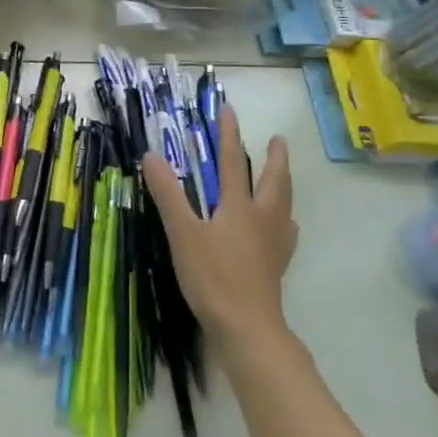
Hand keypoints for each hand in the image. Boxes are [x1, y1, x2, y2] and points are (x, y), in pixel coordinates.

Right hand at [141, 109, 298, 368]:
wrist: (247, 326)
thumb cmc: (212, 277)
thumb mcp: (182, 233)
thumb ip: (168, 194)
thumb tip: (151, 155)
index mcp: (239, 206)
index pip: (233, 162)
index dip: (228, 135)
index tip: (229, 110)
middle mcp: (262, 218)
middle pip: (274, 181)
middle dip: (275, 158)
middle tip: (277, 141)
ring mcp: (274, 243)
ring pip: (285, 205)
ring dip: (284, 184)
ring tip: (283, 178)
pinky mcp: (276, 265)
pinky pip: (286, 232)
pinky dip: (285, 220)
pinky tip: (283, 227)